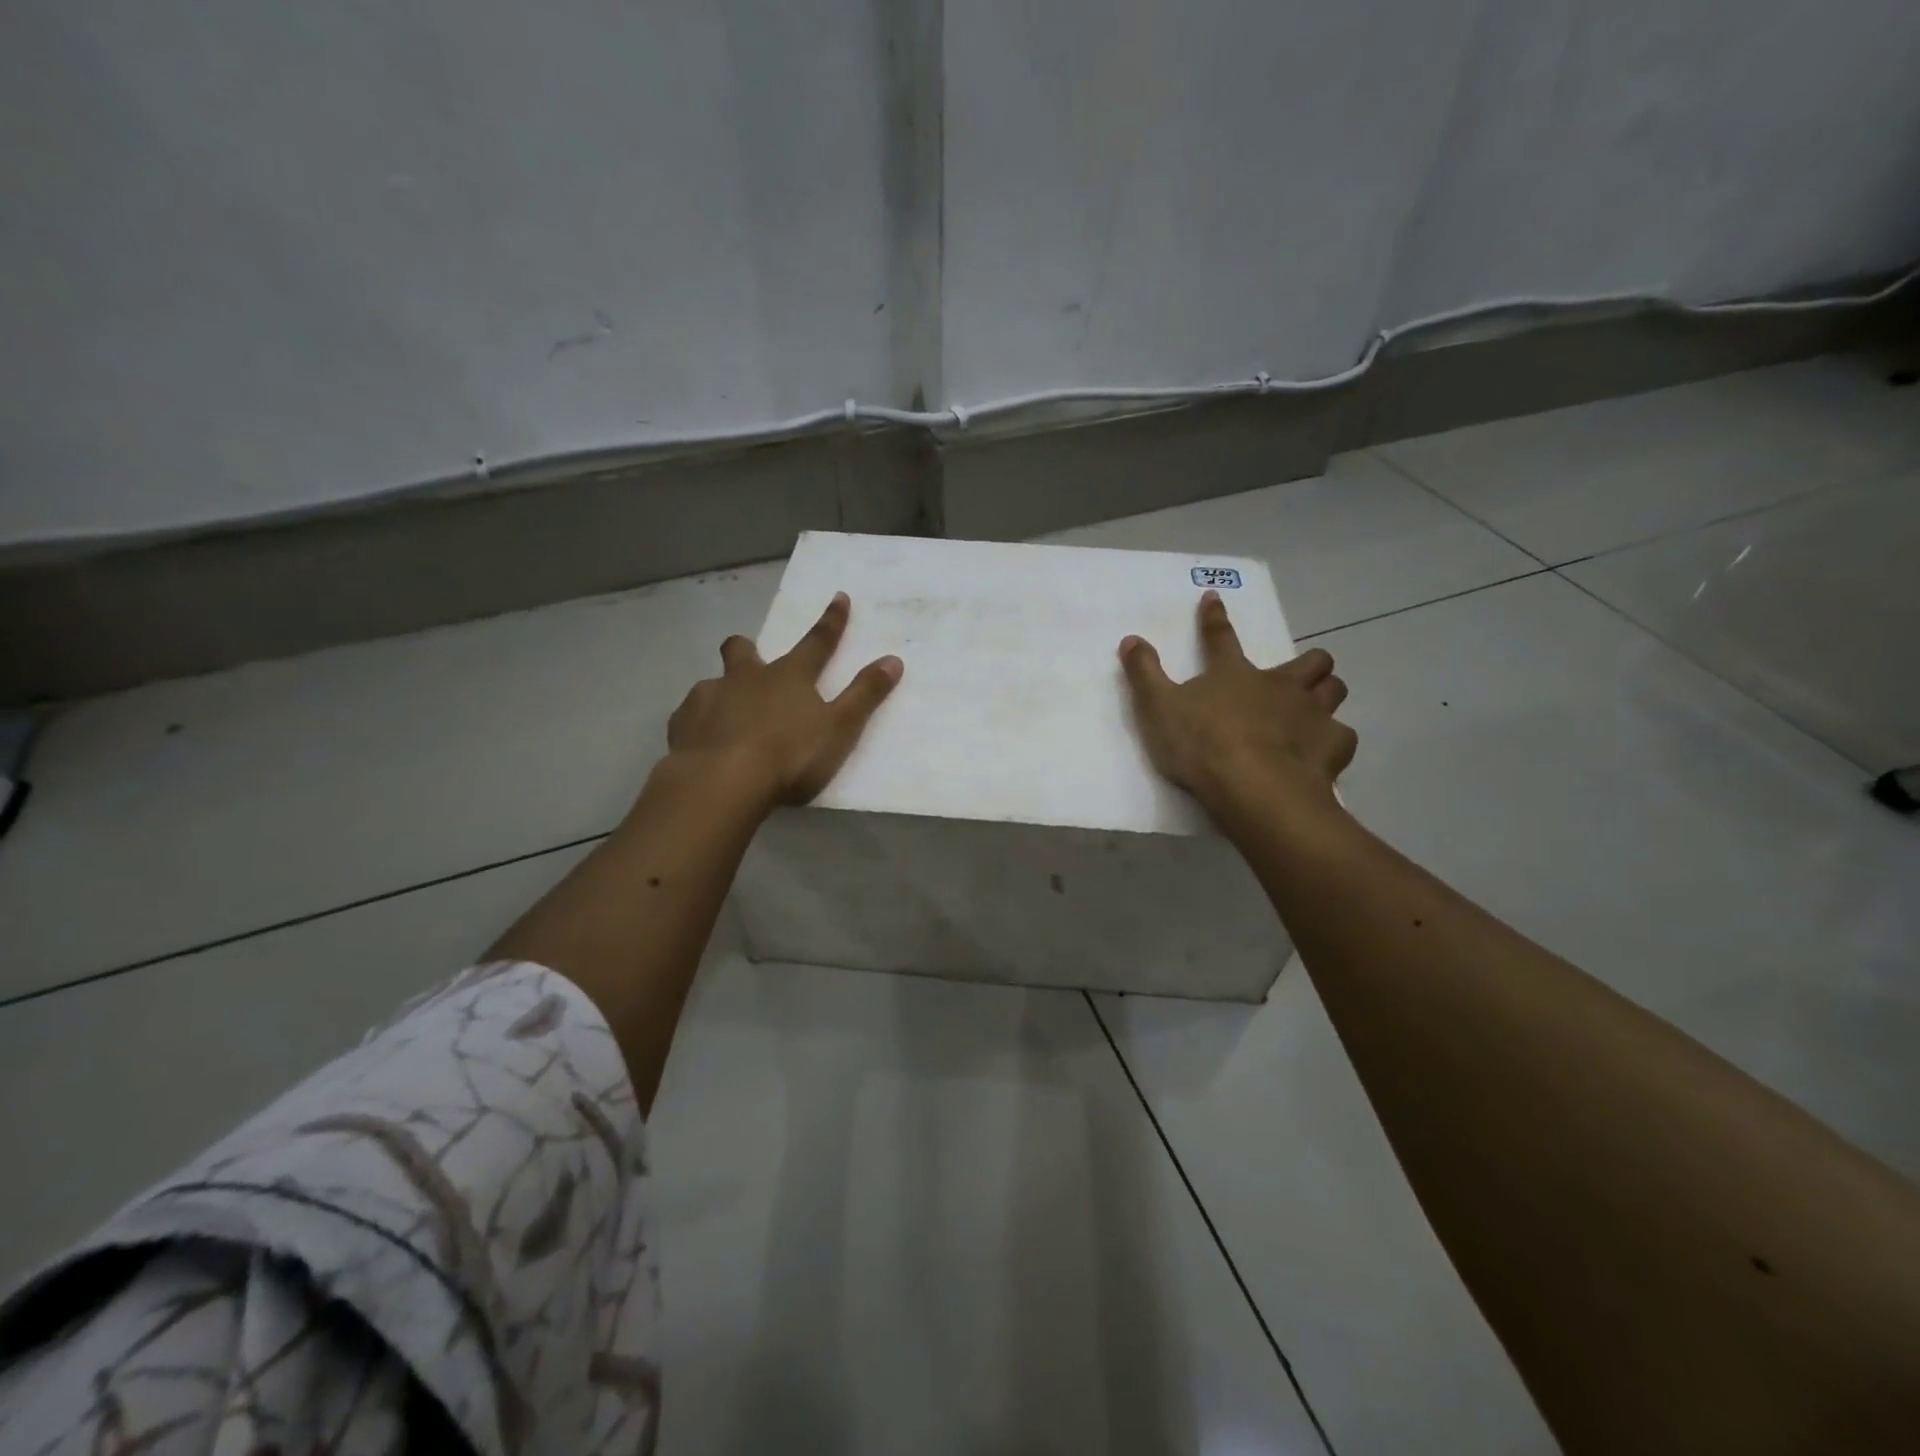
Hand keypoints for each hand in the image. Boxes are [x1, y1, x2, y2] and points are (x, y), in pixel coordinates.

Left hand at [667, 592, 902, 806]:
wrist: (721, 782)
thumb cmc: (788, 755)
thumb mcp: (840, 727)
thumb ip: (865, 694)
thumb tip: (893, 660)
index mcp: (788, 676)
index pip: (817, 642)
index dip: (831, 621)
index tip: (839, 597)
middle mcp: (745, 678)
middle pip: (743, 651)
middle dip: (748, 649)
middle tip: (752, 661)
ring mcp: (708, 698)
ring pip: (712, 683)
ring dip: (721, 692)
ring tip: (728, 716)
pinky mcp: (682, 725)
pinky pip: (689, 715)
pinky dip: (699, 722)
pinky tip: (702, 741)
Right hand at [1120, 590, 1356, 816]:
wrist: (1253, 788)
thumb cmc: (1200, 745)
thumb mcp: (1157, 708)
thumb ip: (1144, 673)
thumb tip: (1131, 639)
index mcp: (1234, 674)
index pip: (1220, 637)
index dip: (1214, 617)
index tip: (1213, 598)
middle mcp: (1280, 686)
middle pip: (1310, 660)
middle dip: (1308, 662)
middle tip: (1296, 676)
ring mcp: (1311, 714)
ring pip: (1335, 689)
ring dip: (1326, 694)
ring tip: (1314, 709)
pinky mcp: (1332, 746)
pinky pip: (1342, 736)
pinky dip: (1332, 741)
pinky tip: (1321, 753)